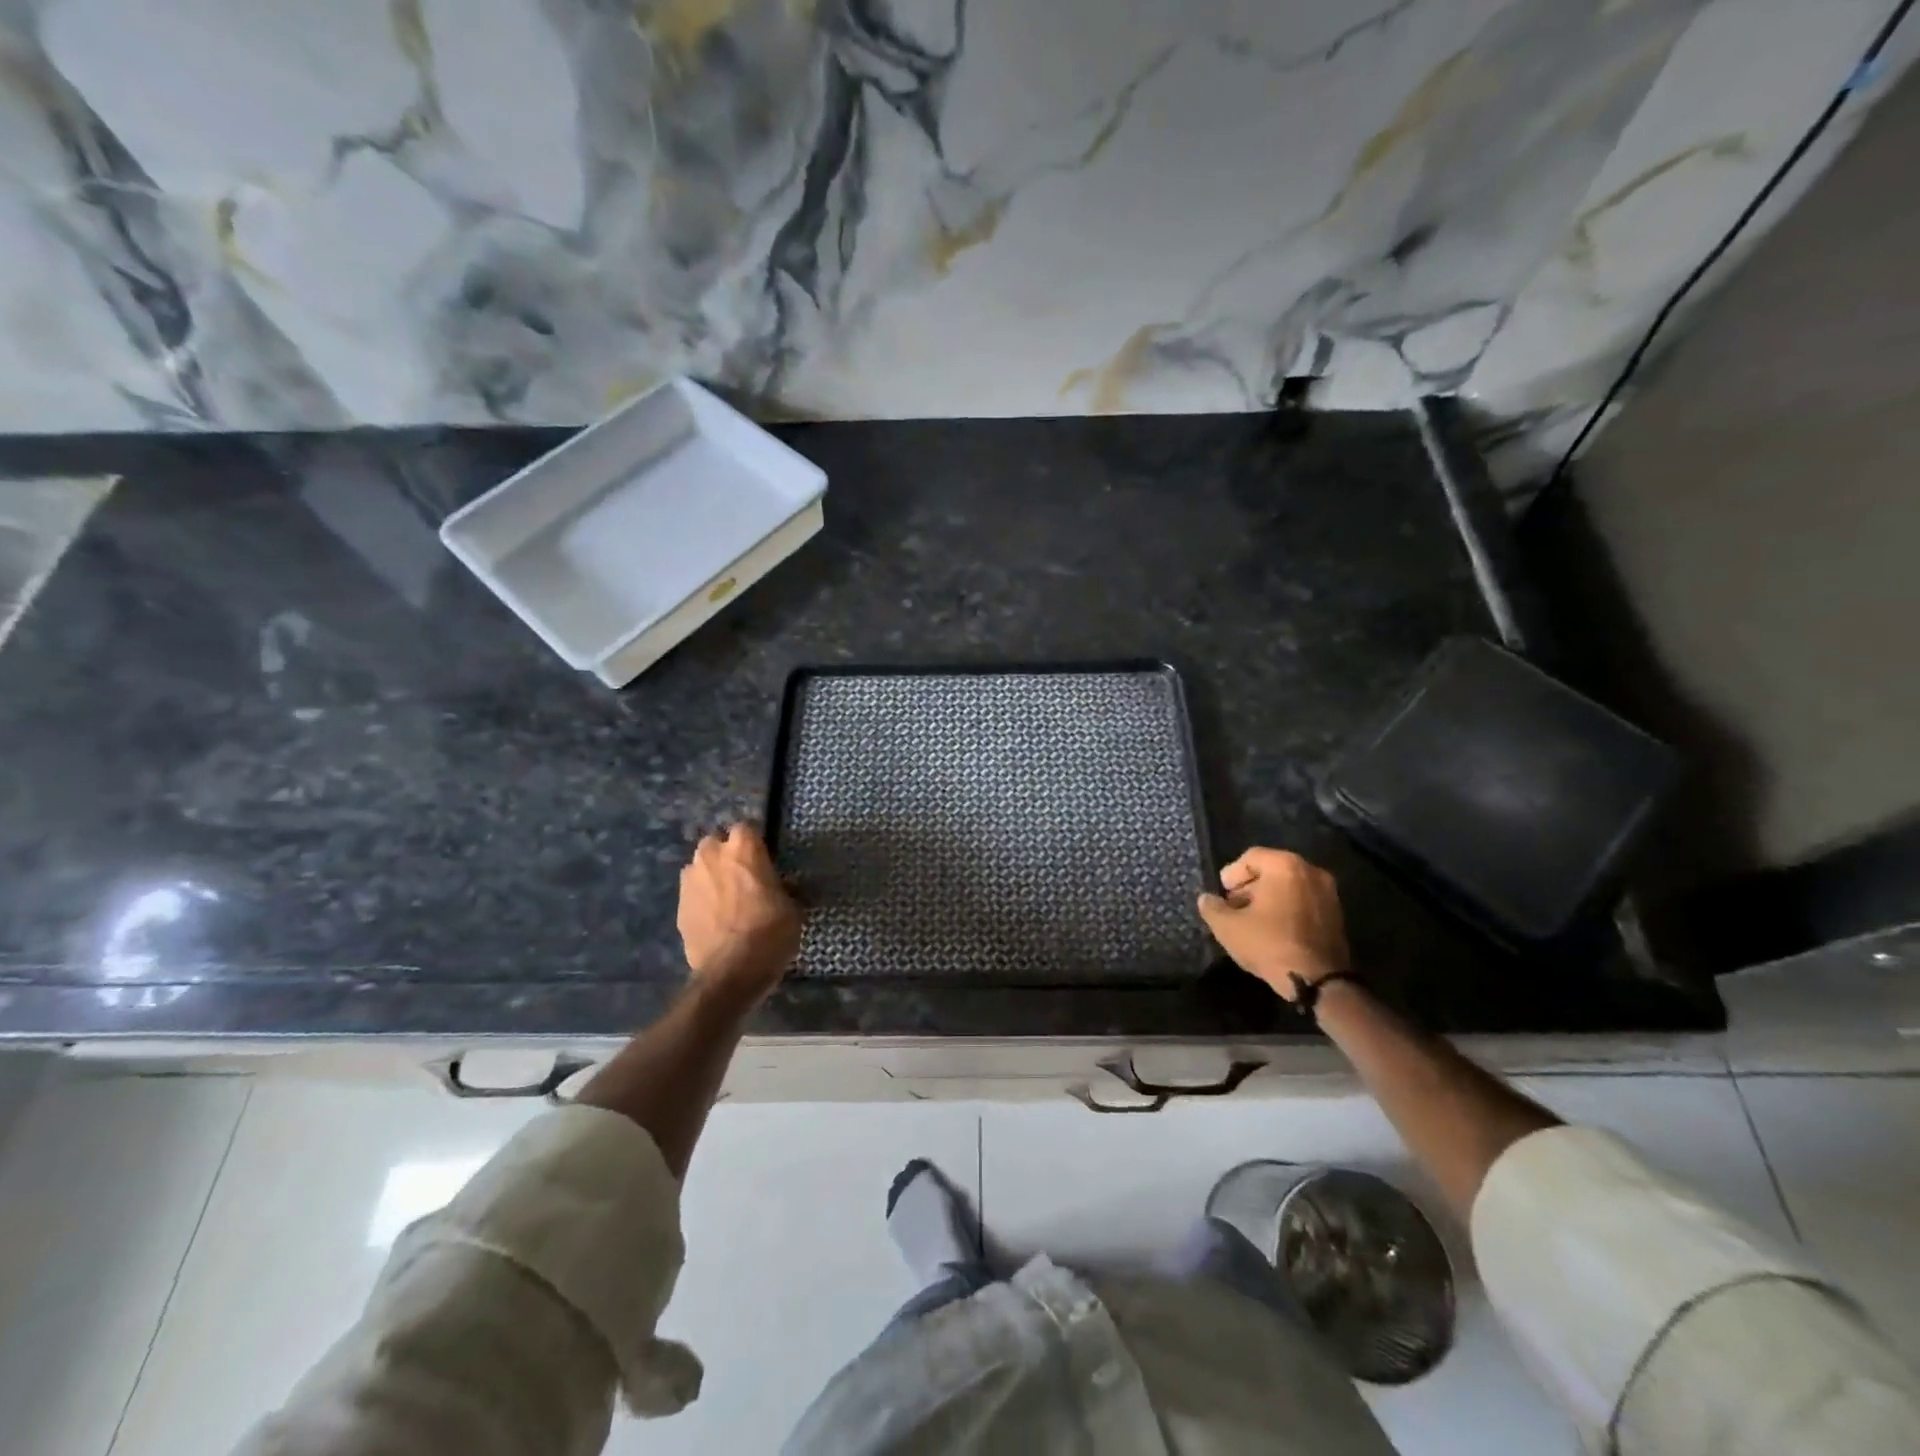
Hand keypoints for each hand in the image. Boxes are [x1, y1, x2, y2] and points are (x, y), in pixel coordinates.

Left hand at [678, 824, 802, 1007]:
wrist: (732, 970)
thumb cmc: (771, 931)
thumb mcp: (792, 908)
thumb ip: (782, 889)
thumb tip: (782, 888)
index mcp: (743, 848)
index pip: (746, 828)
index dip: (754, 844)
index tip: (763, 859)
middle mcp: (712, 855)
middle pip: (715, 844)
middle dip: (725, 856)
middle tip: (742, 877)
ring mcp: (690, 881)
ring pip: (699, 868)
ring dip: (710, 877)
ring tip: (725, 900)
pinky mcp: (679, 907)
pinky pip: (692, 895)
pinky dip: (701, 901)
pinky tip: (714, 920)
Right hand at [1197, 848, 1348, 1001]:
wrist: (1319, 981)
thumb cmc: (1270, 944)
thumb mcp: (1228, 927)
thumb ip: (1212, 907)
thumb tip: (1207, 899)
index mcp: (1286, 866)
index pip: (1251, 857)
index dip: (1232, 874)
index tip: (1223, 894)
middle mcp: (1311, 871)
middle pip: (1272, 870)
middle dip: (1250, 886)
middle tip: (1235, 907)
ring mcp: (1329, 893)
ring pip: (1290, 886)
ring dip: (1269, 898)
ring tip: (1253, 921)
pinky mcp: (1337, 914)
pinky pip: (1304, 901)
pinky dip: (1287, 908)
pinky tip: (1274, 930)